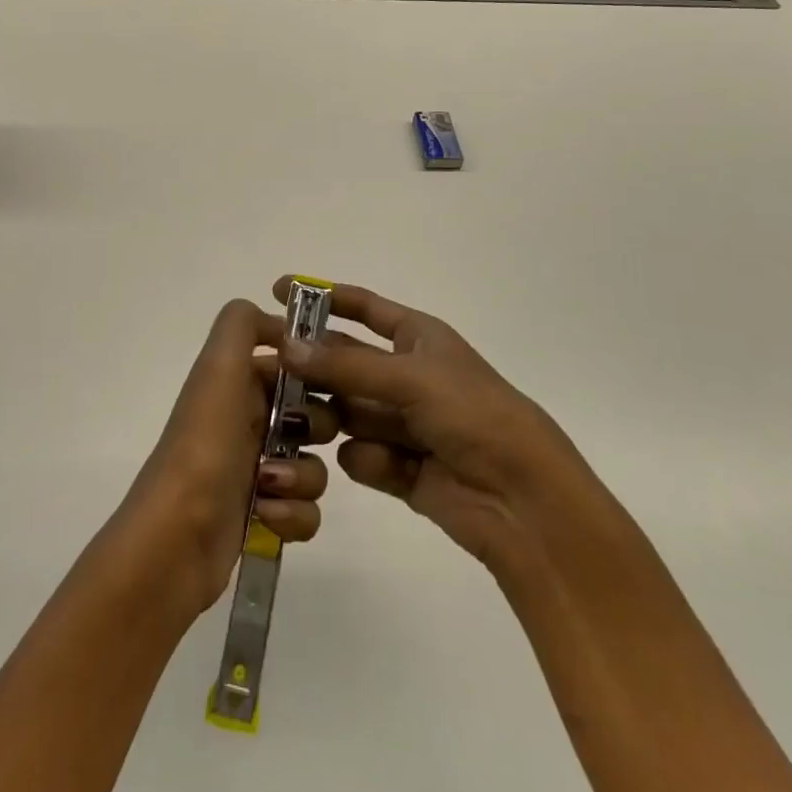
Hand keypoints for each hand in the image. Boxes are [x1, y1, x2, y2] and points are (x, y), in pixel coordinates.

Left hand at [114, 298, 336, 620]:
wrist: (177, 537)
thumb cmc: (205, 444)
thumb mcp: (218, 367)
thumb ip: (242, 324)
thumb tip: (281, 323)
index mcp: (236, 382)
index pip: (293, 365)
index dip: (315, 371)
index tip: (331, 381)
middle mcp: (246, 421)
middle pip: (313, 414)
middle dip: (316, 426)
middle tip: (298, 434)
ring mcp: (256, 470)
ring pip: (314, 464)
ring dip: (302, 477)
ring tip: (269, 486)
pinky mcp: (264, 516)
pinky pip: (307, 510)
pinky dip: (294, 515)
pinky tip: (266, 516)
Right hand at [271, 277, 619, 579]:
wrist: (524, 501)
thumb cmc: (474, 415)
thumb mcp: (410, 378)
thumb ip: (345, 366)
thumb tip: (285, 345)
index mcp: (418, 339)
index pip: (363, 308)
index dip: (323, 297)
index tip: (278, 290)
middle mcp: (407, 376)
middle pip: (346, 363)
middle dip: (312, 366)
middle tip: (267, 369)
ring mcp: (403, 423)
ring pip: (346, 410)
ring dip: (328, 416)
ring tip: (305, 422)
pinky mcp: (400, 469)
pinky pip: (361, 454)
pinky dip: (365, 458)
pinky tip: (381, 464)